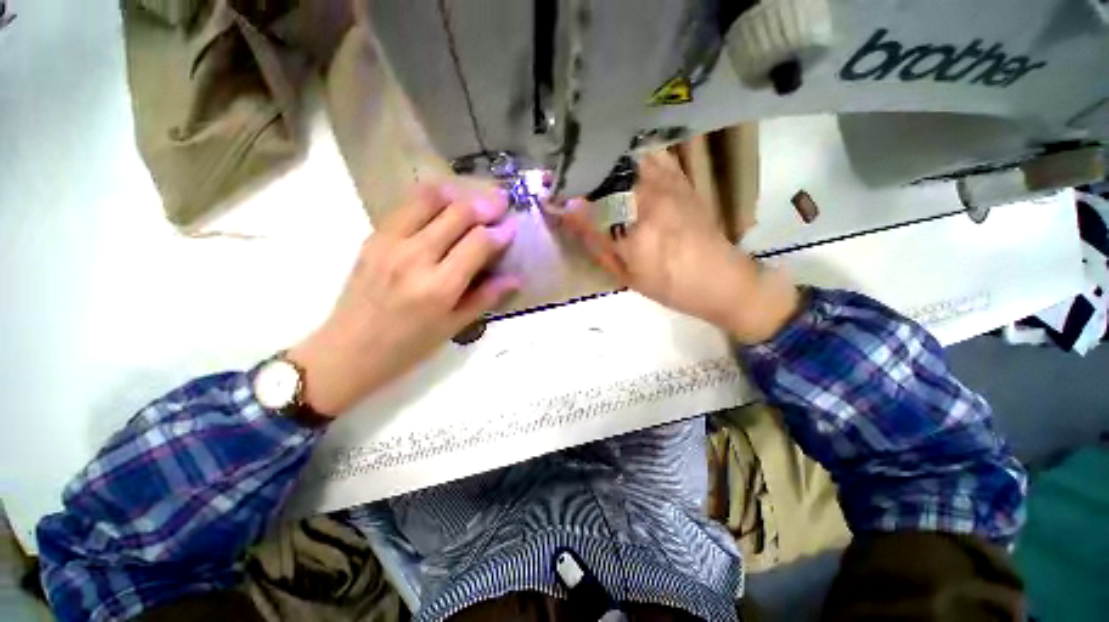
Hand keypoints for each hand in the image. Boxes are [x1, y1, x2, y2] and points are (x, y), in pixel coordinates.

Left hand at [288, 182, 520, 415]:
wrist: (348, 351)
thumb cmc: (408, 347)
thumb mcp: (453, 327)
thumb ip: (486, 297)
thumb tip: (516, 278)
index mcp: (439, 287)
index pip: (478, 243)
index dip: (500, 232)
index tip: (513, 226)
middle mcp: (415, 257)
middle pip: (457, 214)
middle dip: (485, 205)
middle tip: (501, 203)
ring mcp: (390, 243)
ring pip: (429, 200)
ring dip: (458, 195)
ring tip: (473, 200)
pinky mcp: (373, 237)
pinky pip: (406, 207)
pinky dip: (430, 200)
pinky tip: (443, 208)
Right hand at [560, 152, 798, 343]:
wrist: (722, 280)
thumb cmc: (671, 286)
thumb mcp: (627, 275)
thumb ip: (596, 245)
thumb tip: (569, 219)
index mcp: (633, 229)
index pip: (587, 206)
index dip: (564, 200)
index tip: (547, 198)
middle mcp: (650, 198)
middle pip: (605, 173)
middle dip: (578, 173)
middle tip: (562, 177)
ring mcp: (669, 184)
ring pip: (627, 157)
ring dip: (603, 160)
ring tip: (587, 166)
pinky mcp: (682, 179)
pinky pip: (653, 154)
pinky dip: (632, 154)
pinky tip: (623, 162)